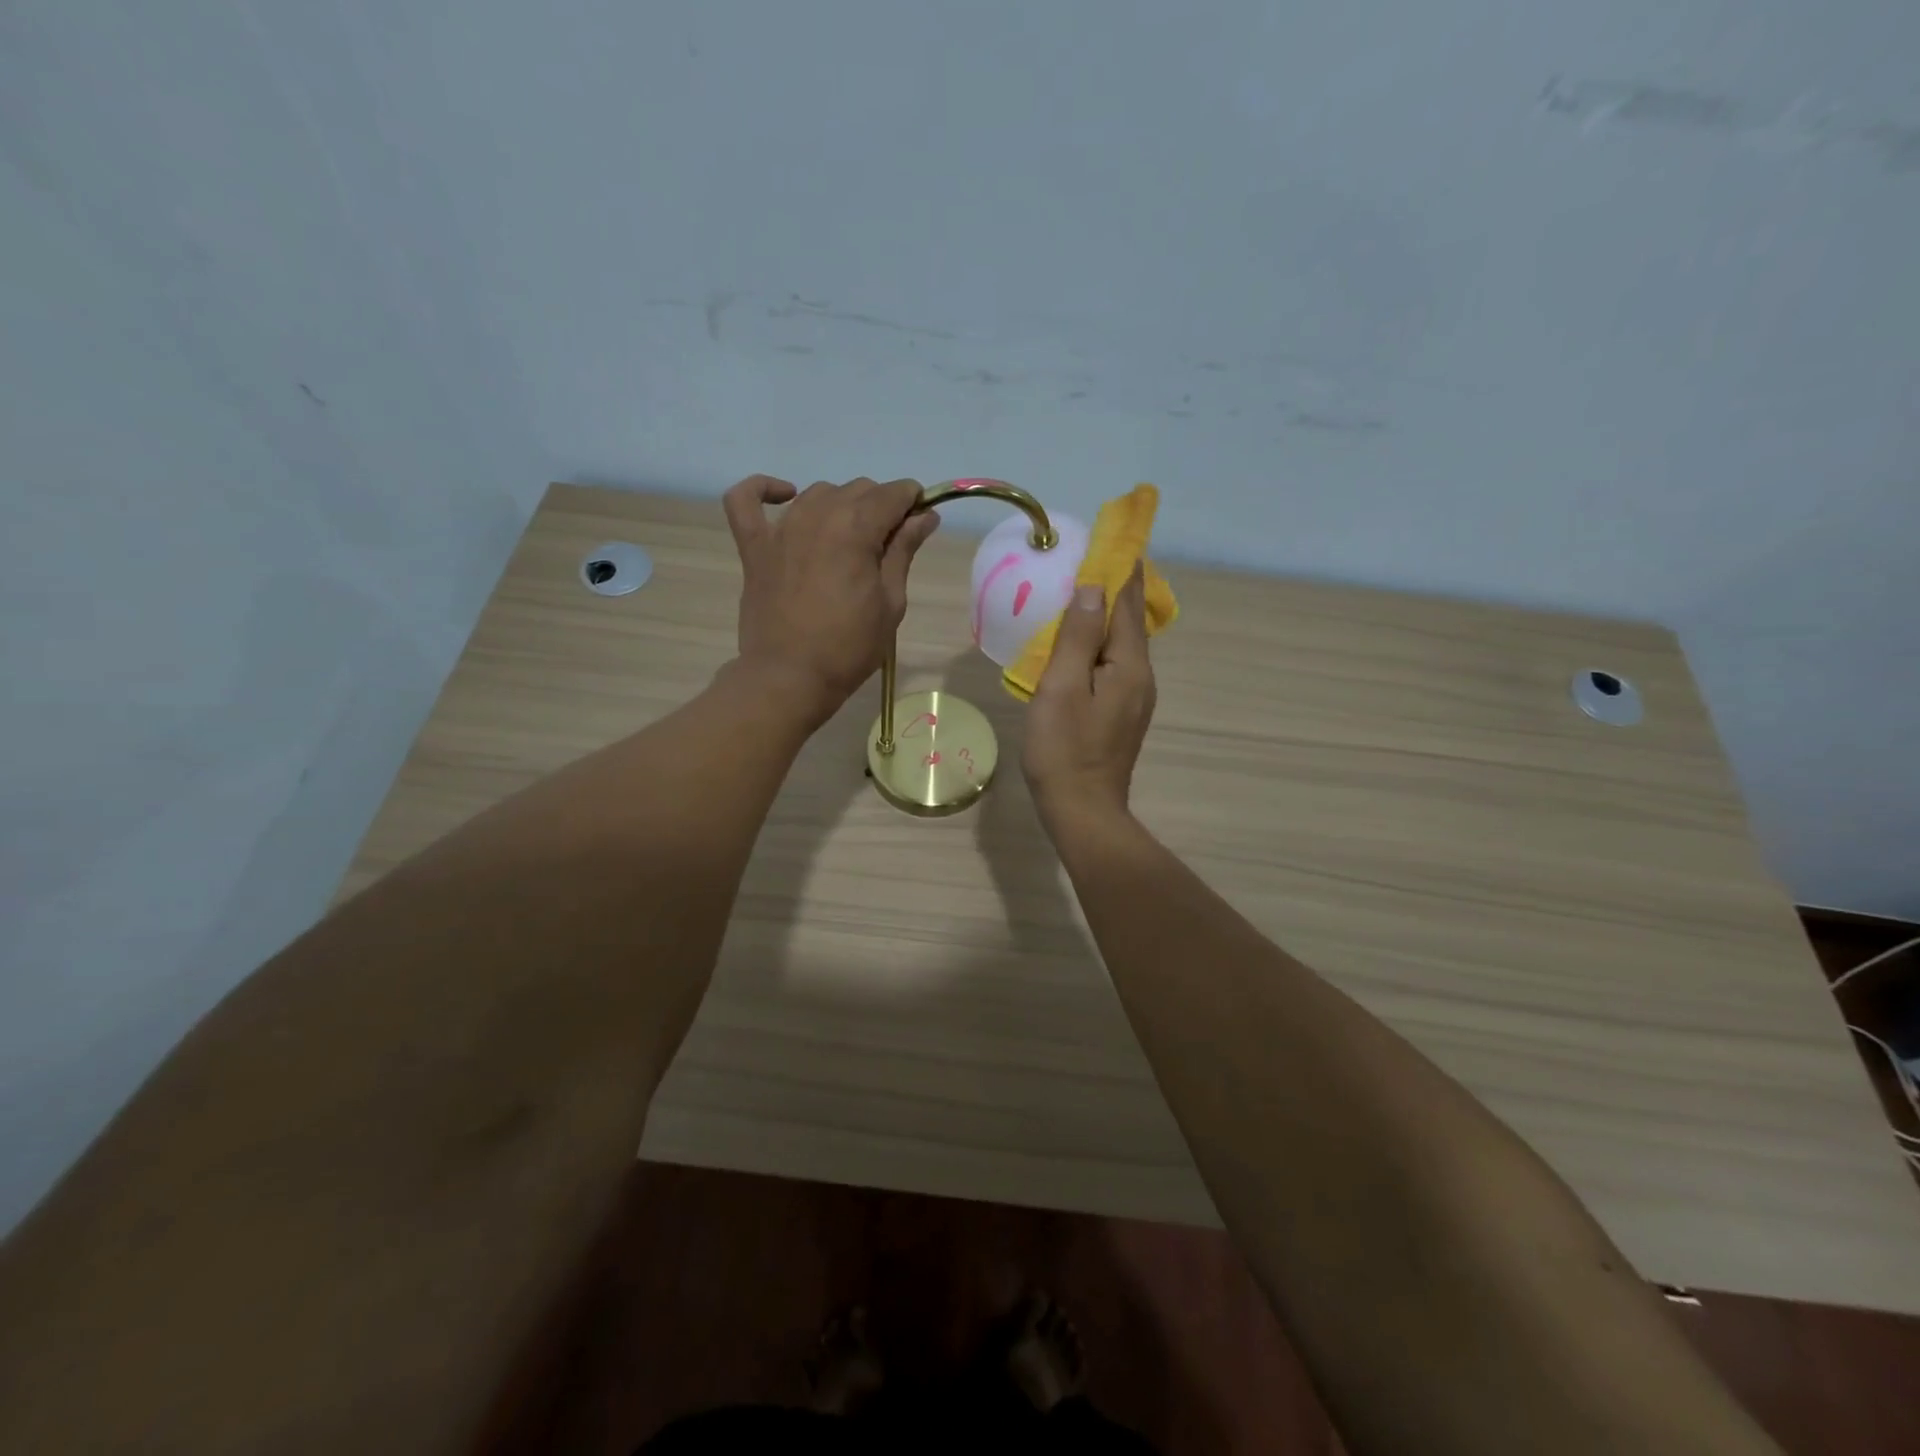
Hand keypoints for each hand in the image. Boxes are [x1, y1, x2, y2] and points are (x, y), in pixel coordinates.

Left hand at [723, 475, 939, 725]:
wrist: (790, 677)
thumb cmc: (849, 647)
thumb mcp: (890, 602)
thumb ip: (904, 551)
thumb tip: (924, 515)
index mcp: (856, 528)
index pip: (892, 494)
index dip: (912, 501)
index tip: (920, 521)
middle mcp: (818, 515)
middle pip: (858, 489)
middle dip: (880, 506)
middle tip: (887, 545)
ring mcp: (781, 528)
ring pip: (817, 492)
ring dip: (840, 504)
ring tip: (848, 538)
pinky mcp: (754, 546)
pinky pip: (745, 500)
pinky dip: (763, 489)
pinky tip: (785, 496)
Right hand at [1021, 565, 1155, 830]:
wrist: (1083, 811)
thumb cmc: (1064, 749)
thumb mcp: (1062, 688)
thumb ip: (1079, 637)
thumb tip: (1093, 588)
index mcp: (1130, 665)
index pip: (1128, 602)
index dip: (1120, 568)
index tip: (1113, 536)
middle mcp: (1141, 676)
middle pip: (1129, 621)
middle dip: (1114, 587)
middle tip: (1091, 558)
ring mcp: (1134, 698)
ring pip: (1122, 644)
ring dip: (1106, 616)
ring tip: (1082, 592)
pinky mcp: (1122, 714)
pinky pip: (1114, 665)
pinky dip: (1100, 644)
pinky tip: (1081, 644)